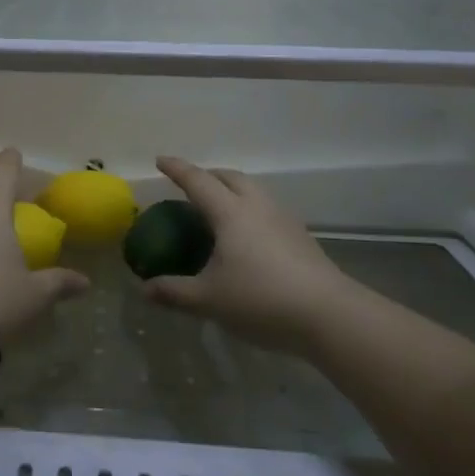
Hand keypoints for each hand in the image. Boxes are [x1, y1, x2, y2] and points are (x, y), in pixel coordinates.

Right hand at [141, 156, 353, 358]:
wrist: (330, 315)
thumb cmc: (261, 299)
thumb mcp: (209, 300)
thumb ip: (174, 292)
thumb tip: (145, 289)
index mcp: (230, 213)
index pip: (198, 181)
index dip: (177, 169)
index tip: (160, 160)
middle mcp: (257, 206)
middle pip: (230, 177)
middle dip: (207, 175)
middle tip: (190, 185)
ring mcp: (283, 219)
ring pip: (253, 190)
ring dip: (231, 190)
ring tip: (217, 210)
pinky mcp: (300, 237)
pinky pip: (267, 209)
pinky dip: (249, 210)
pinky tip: (246, 237)